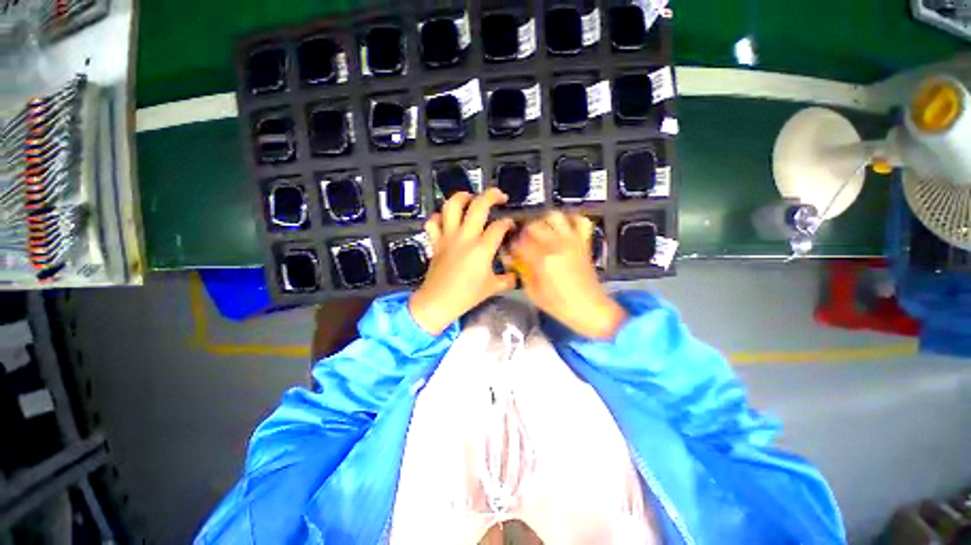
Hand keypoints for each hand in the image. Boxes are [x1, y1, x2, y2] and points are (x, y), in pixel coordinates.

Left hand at [409, 189, 517, 334]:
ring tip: (470, 197)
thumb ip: (508, 279)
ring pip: (452, 206)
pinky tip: (446, 219)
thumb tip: (516, 274)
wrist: (438, 302)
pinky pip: (433, 222)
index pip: (499, 226)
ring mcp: (448, 237)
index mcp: (482, 248)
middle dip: (491, 195)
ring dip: (462, 196)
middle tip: (499, 196)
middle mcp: (465, 237)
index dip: (508, 222)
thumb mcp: (493, 288)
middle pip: (478, 206)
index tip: (511, 226)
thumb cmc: (467, 296)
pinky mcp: (436, 241)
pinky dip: (439, 217)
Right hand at [510, 212, 627, 339]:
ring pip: (554, 216)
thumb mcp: (532, 292)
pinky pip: (581, 221)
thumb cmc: (558, 304)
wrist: (588, 307)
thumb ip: (522, 272)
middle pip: (533, 225)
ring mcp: (572, 241)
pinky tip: (565, 229)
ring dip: (545, 222)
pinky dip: (572, 220)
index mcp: (542, 260)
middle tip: (525, 242)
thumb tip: (514, 258)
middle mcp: (556, 245)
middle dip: (525, 233)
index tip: (512, 251)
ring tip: (543, 232)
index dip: (513, 246)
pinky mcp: (584, 242)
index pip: (519, 243)